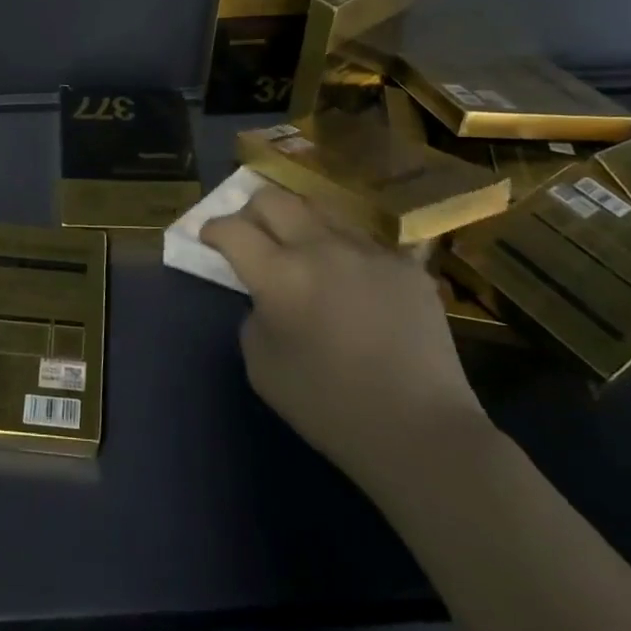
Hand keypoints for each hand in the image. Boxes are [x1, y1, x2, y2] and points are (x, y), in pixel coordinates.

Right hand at [201, 183, 491, 491]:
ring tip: (300, 246)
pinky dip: (343, 250)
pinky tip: (349, 278)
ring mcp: (368, 250)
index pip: (232, 229)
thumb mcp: (261, 367)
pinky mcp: (405, 263)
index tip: (209, 238)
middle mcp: (321, 248)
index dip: (212, 229)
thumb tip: (265, 295)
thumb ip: (253, 316)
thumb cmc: (329, 407)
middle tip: (250, 233)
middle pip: (273, 198)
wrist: (421, 432)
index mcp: (280, 275)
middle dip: (250, 210)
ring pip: (320, 208)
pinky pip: (363, 240)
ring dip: (299, 222)